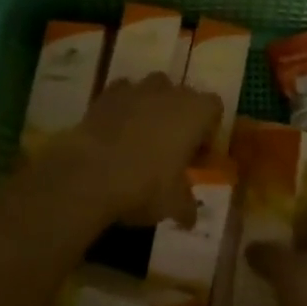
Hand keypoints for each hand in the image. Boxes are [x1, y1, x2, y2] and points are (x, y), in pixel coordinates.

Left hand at [60, 75, 219, 227]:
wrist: (91, 171)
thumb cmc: (144, 185)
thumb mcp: (172, 204)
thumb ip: (186, 206)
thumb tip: (190, 217)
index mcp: (195, 111)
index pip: (214, 108)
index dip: (208, 131)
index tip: (197, 157)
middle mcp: (171, 92)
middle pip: (184, 97)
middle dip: (180, 119)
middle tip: (171, 151)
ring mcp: (138, 88)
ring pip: (154, 89)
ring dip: (153, 108)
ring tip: (142, 138)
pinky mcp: (109, 93)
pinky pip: (124, 93)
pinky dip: (124, 107)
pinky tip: (116, 131)